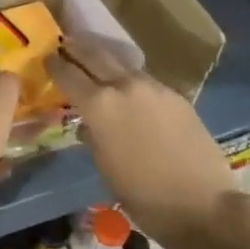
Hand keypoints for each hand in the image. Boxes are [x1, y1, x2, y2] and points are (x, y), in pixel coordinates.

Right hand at [47, 33, 237, 245]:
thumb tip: (89, 122)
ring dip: (105, 60)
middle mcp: (124, 86)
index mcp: (99, 105)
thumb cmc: (143, 196)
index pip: (68, 74)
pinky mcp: (176, 96)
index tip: (46, 59)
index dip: (54, 66)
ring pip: (122, 64)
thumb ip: (93, 134)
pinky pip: (145, 80)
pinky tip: (129, 88)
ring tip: (94, 60)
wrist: (203, 205)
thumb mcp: (104, 166)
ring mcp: (154, 88)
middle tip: (65, 43)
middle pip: (94, 55)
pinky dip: (130, 79)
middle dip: (77, 48)